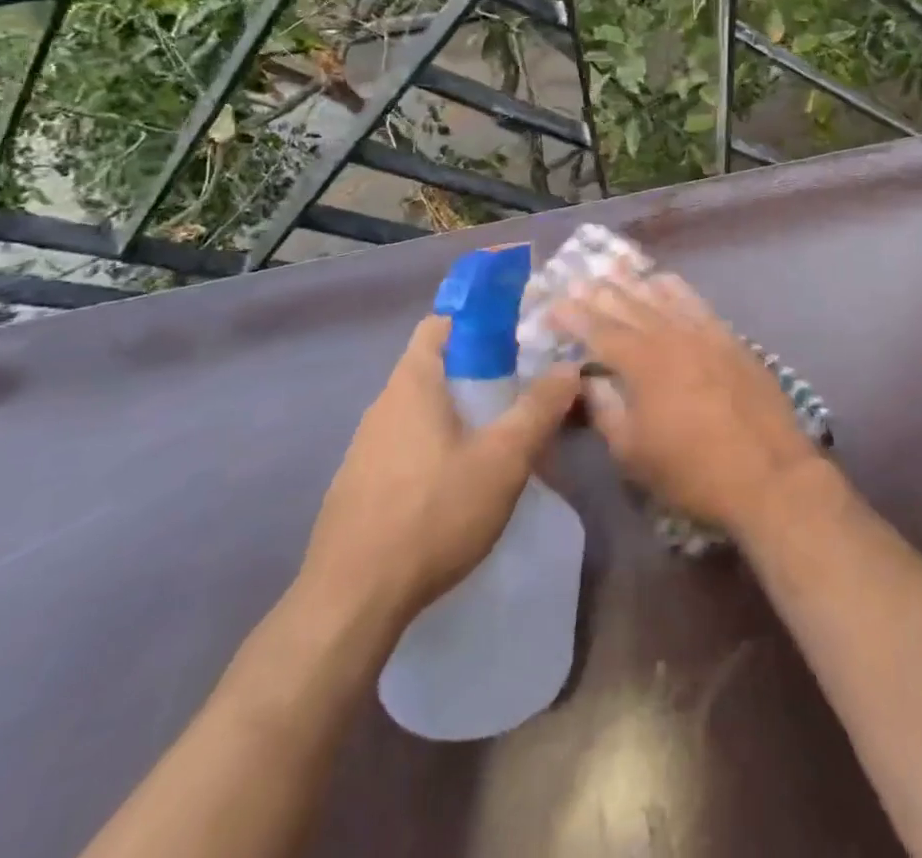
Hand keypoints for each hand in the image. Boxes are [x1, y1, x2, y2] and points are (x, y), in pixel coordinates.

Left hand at [296, 314, 580, 629]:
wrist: (352, 600)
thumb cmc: (433, 512)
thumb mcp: (502, 459)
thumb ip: (538, 409)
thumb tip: (569, 367)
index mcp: (412, 383)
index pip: (440, 323)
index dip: (478, 320)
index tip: (516, 337)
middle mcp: (383, 405)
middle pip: (433, 367)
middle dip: (478, 372)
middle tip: (520, 391)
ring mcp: (365, 447)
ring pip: (421, 410)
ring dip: (458, 414)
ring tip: (498, 439)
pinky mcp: (361, 485)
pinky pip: (406, 446)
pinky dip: (436, 447)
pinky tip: (460, 484)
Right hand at [550, 271, 824, 536]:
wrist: (769, 475)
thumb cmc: (692, 471)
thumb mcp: (632, 453)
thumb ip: (605, 410)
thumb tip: (588, 380)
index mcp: (641, 362)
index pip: (598, 330)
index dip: (572, 316)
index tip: (551, 306)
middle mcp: (670, 335)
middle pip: (627, 305)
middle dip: (598, 292)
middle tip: (575, 280)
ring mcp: (703, 332)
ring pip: (661, 296)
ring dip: (633, 282)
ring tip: (612, 268)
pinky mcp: (729, 338)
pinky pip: (695, 301)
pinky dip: (674, 288)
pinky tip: (665, 281)